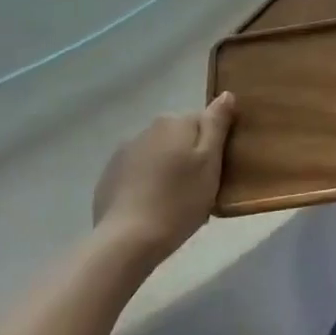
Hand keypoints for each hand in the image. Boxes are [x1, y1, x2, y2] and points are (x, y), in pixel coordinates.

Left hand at [91, 93, 235, 261]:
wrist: (127, 240)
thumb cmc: (179, 200)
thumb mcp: (210, 162)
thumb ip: (217, 125)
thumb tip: (226, 94)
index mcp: (174, 122)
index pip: (203, 122)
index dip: (213, 147)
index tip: (215, 173)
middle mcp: (147, 129)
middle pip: (179, 138)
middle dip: (189, 158)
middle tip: (198, 191)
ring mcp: (124, 153)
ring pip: (158, 155)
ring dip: (167, 170)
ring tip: (174, 204)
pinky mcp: (109, 177)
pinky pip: (137, 173)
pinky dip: (146, 184)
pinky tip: (151, 209)